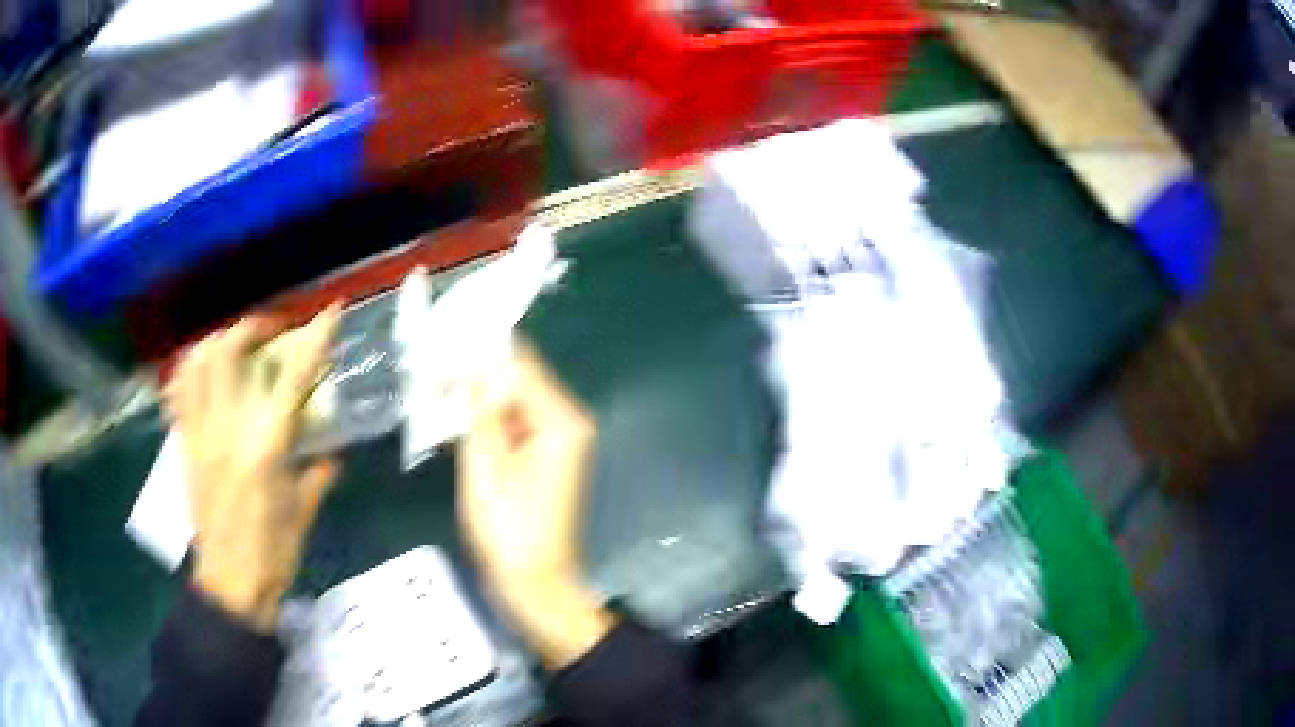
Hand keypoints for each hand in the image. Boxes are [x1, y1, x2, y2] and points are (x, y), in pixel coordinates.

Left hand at [165, 306, 340, 632]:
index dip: (315, 338)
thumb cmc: (273, 553)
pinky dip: (191, 370)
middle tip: (269, 333)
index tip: (329, 312)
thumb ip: (317, 476)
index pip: (292, 376)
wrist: (231, 583)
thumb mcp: (304, 513)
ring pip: (197, 362)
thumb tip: (331, 455)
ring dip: (217, 342)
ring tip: (233, 346)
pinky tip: (204, 374)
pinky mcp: (184, 445)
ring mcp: (200, 434)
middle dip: (252, 327)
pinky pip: (179, 391)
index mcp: (266, 447)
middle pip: (228, 351)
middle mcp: (228, 429)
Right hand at [458, 340, 614, 667]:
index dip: (478, 351)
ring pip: (510, 401)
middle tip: (429, 366)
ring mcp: (555, 441)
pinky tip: (451, 418)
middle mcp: (565, 422)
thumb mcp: (485, 463)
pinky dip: (483, 420)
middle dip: (473, 372)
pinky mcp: (541, 458)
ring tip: (433, 388)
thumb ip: (479, 408)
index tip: (438, 342)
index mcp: (561, 420)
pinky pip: (510, 424)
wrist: (533, 583)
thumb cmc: (509, 529)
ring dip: (474, 396)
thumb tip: (469, 365)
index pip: (519, 364)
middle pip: (517, 379)